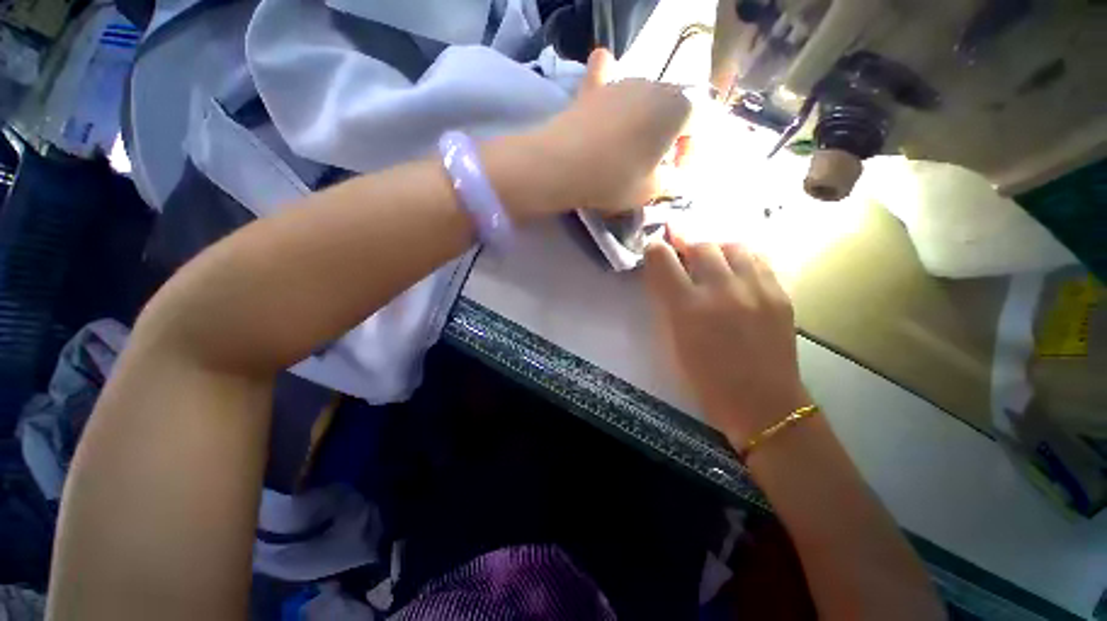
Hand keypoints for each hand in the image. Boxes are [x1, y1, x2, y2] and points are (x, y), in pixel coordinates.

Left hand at [530, 49, 690, 214]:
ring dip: (642, 121)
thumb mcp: (651, 190)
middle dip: (668, 136)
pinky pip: (604, 76)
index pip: (697, 124)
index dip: (689, 151)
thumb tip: (673, 175)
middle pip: (671, 108)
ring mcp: (620, 83)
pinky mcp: (592, 90)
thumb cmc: (615, 178)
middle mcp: (654, 85)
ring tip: (627, 149)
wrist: (563, 165)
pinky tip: (606, 79)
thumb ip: (671, 180)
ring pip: (642, 99)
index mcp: (677, 107)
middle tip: (652, 164)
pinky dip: (607, 79)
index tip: (673, 174)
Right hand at [644, 236, 809, 444]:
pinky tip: (736, 268)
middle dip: (685, 242)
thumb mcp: (674, 339)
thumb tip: (664, 275)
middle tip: (681, 248)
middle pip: (700, 244)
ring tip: (711, 258)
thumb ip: (667, 302)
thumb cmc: (705, 377)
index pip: (663, 259)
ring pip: (732, 245)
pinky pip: (758, 259)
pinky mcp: (780, 293)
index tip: (655, 248)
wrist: (761, 401)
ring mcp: (755, 289)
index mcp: (687, 307)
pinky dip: (741, 257)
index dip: (655, 249)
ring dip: (716, 247)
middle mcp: (721, 290)